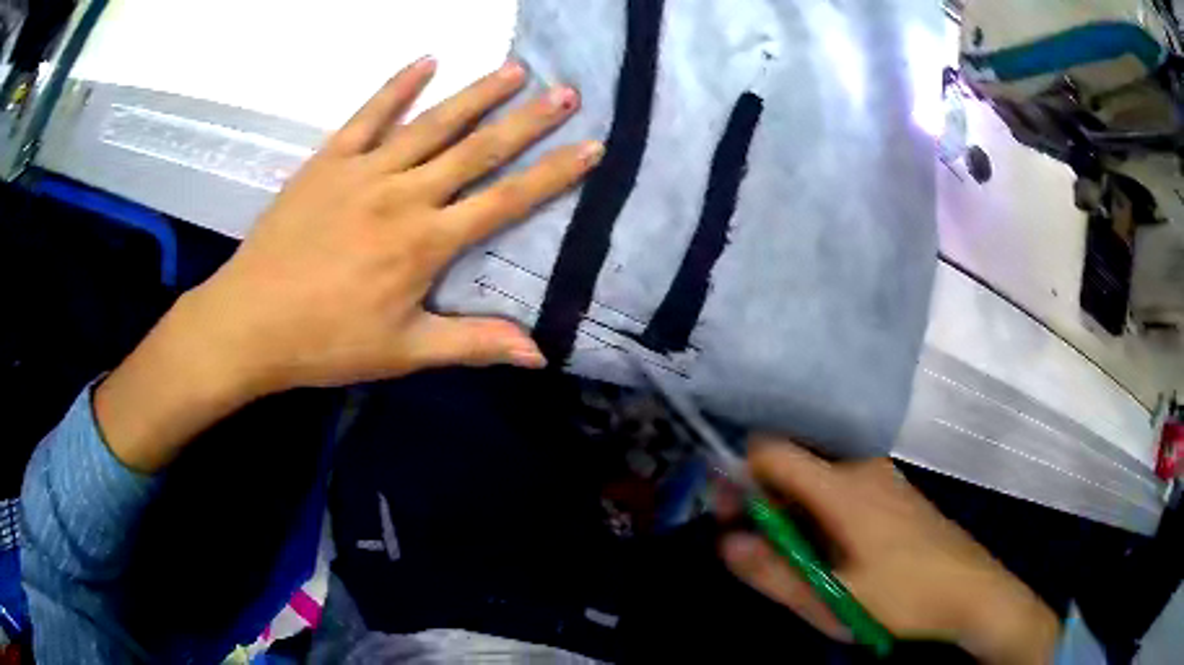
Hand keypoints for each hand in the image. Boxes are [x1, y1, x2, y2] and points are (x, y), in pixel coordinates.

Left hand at [95, 57, 602, 471]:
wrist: (250, 323)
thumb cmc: (326, 342)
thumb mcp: (404, 352)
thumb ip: (473, 344)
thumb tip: (539, 354)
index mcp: (426, 243)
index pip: (505, 200)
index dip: (553, 174)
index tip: (591, 146)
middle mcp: (404, 195)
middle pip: (477, 149)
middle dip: (528, 119)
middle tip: (566, 90)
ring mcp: (364, 171)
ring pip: (431, 123)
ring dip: (476, 93)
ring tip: (514, 68)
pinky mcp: (328, 161)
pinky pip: (368, 115)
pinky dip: (397, 86)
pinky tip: (426, 60)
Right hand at [718, 438, 1058, 664]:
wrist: (973, 592)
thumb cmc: (903, 597)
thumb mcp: (832, 599)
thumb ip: (773, 572)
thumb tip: (725, 543)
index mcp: (843, 486)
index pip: (772, 451)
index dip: (740, 476)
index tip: (728, 515)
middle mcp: (862, 468)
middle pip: (794, 466)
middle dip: (765, 502)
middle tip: (760, 551)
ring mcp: (884, 478)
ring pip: (818, 480)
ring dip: (794, 513)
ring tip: (798, 561)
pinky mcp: (896, 493)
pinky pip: (843, 489)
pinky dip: (821, 514)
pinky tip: (833, 553)